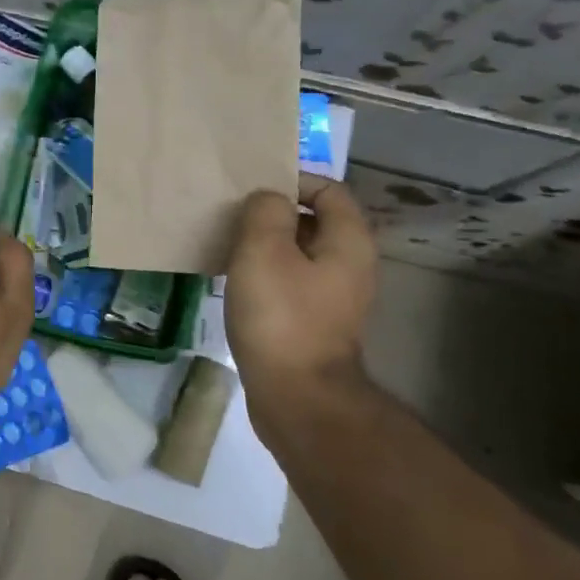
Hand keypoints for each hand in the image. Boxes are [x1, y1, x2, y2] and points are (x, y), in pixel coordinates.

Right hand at [224, 174, 377, 398]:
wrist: (297, 397)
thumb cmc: (281, 317)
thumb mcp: (264, 250)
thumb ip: (266, 211)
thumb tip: (269, 199)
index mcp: (348, 242)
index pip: (329, 189)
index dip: (293, 181)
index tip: (252, 191)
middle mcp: (350, 265)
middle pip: (315, 220)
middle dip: (275, 213)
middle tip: (234, 216)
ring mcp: (335, 296)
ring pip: (300, 252)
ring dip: (266, 244)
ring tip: (229, 245)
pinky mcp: (315, 321)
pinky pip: (292, 281)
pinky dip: (267, 273)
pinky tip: (237, 281)